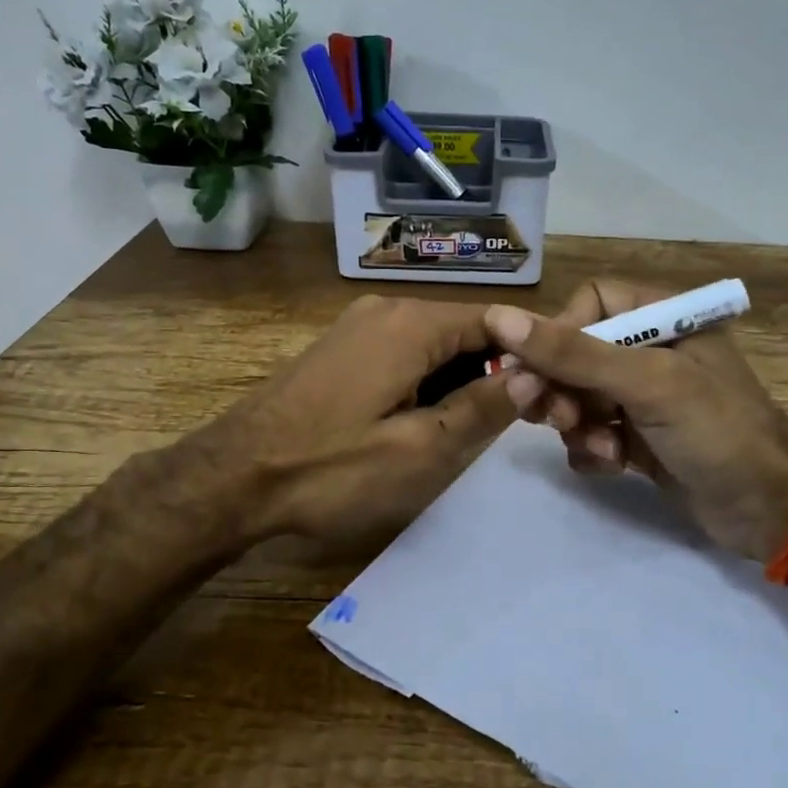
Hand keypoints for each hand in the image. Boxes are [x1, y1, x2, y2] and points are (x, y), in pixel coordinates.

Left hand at [207, 294, 514, 548]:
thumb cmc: (329, 469)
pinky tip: (430, 419)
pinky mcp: (341, 349)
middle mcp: (387, 309)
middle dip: (496, 370)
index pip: (497, 321)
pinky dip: (428, 380)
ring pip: (434, 344)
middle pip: (464, 330)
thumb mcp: (419, 450)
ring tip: (480, 428)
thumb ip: (481, 409)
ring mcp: (358, 326)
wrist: (231, 478)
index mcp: (411, 324)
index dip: (532, 353)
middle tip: (523, 421)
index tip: (556, 393)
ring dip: (462, 379)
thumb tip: (534, 373)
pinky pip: (404, 354)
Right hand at [484, 280, 787, 560]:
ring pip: (578, 396)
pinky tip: (611, 465)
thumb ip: (574, 352)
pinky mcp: (638, 439)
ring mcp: (644, 398)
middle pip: (576, 352)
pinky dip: (591, 449)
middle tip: (543, 414)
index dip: (558, 332)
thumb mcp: (647, 384)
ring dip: (575, 422)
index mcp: (663, 318)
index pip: (590, 303)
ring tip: (596, 446)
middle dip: (558, 385)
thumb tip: (500, 318)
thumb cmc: (717, 431)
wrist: (772, 512)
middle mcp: (650, 351)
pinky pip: (591, 433)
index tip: (537, 370)